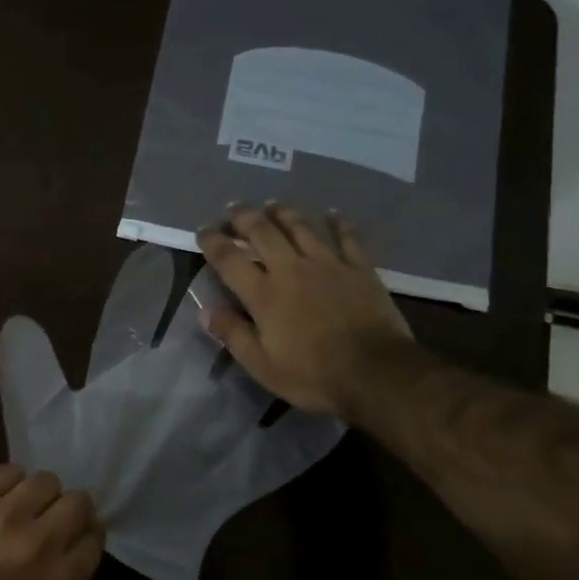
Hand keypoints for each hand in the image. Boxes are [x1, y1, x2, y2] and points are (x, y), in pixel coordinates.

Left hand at [0, 465, 103, 579]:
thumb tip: (84, 561)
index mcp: (61, 578)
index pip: (95, 538)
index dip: (88, 536)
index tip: (76, 539)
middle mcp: (42, 539)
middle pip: (79, 502)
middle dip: (72, 511)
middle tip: (54, 520)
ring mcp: (7, 513)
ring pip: (46, 480)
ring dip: (40, 494)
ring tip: (25, 506)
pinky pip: (8, 471)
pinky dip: (9, 482)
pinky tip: (1, 496)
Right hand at [196, 203, 416, 419]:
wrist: (375, 373)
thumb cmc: (313, 375)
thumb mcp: (262, 366)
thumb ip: (233, 334)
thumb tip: (205, 310)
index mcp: (264, 294)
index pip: (229, 259)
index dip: (213, 241)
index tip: (203, 230)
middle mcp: (292, 269)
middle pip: (263, 232)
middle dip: (244, 217)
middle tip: (233, 208)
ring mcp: (328, 264)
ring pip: (301, 227)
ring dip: (283, 212)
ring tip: (272, 204)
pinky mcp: (359, 268)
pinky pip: (347, 236)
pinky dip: (339, 222)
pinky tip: (332, 212)